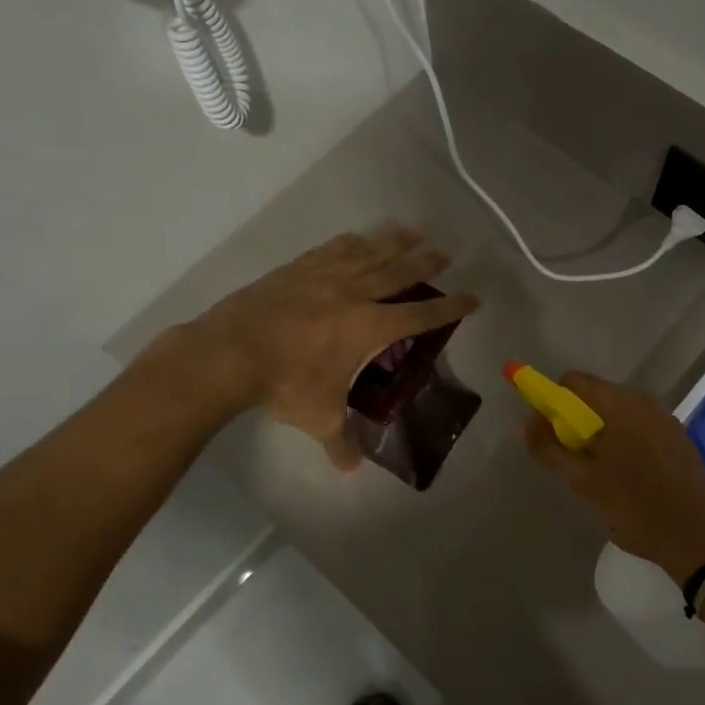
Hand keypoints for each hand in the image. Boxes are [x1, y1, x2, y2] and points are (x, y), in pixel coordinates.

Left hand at [178, 227, 478, 469]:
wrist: (231, 352)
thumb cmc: (285, 383)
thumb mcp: (318, 417)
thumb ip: (340, 442)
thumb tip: (351, 472)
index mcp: (370, 327)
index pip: (420, 314)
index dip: (449, 307)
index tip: (473, 297)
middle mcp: (355, 294)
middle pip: (399, 273)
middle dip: (425, 263)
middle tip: (445, 253)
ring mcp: (325, 277)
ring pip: (369, 253)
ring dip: (393, 242)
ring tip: (412, 232)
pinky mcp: (298, 269)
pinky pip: (333, 249)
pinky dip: (350, 242)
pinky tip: (357, 237)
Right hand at [522, 372, 704, 585]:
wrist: (697, 539)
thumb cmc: (635, 508)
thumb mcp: (584, 482)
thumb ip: (550, 449)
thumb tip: (524, 424)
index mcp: (621, 404)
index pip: (574, 381)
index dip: (552, 401)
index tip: (546, 431)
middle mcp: (645, 401)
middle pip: (597, 395)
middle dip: (576, 419)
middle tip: (569, 456)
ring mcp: (666, 418)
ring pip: (619, 412)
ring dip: (601, 431)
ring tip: (597, 469)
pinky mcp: (680, 438)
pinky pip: (641, 426)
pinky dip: (624, 439)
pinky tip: (626, 473)